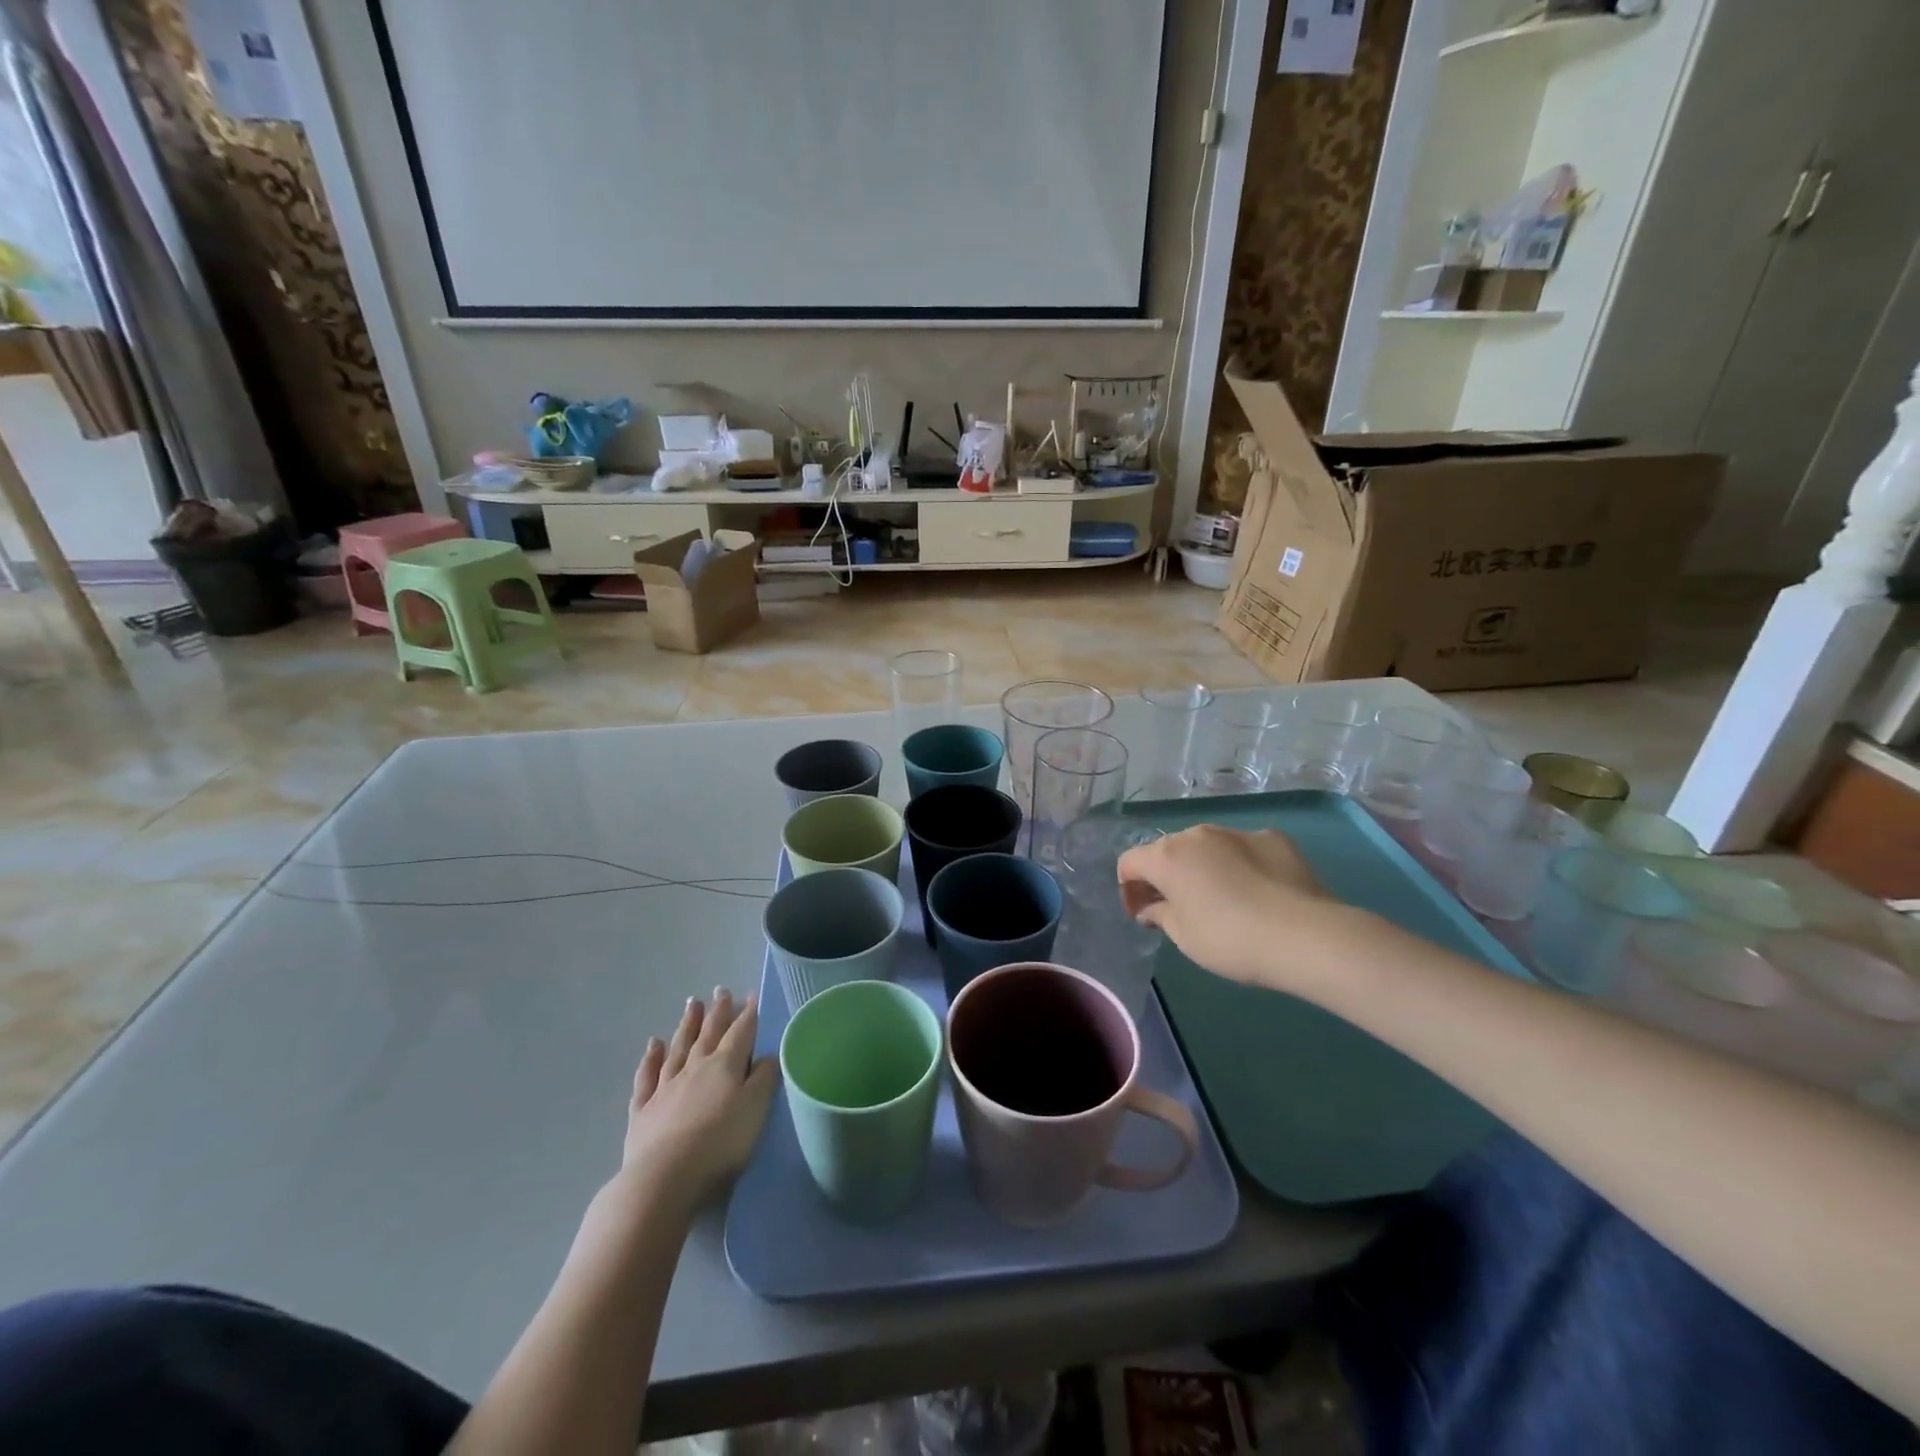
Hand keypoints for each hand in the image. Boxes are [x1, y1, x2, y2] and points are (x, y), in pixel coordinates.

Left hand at [620, 990, 776, 1207]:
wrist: (664, 1180)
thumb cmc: (720, 1144)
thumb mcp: (755, 1110)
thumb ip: (764, 1079)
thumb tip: (767, 1055)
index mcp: (724, 1066)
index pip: (740, 1033)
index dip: (748, 1014)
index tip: (751, 995)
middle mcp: (694, 1069)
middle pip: (708, 1034)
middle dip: (717, 1012)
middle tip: (720, 990)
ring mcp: (665, 1088)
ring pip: (678, 1049)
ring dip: (686, 1026)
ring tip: (692, 1004)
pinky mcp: (642, 1111)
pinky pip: (646, 1077)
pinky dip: (650, 1059)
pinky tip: (653, 1046)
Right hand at [1118, 825, 1334, 989]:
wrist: (1304, 936)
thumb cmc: (1229, 939)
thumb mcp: (1183, 937)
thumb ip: (1159, 914)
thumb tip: (1151, 907)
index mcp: (1167, 856)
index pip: (1129, 862)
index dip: (1129, 889)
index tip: (1142, 916)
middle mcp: (1197, 834)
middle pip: (1168, 851)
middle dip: (1166, 876)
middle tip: (1177, 909)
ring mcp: (1237, 832)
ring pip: (1207, 846)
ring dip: (1203, 867)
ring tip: (1222, 900)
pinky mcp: (1273, 838)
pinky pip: (1244, 849)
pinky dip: (1241, 864)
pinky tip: (1257, 892)